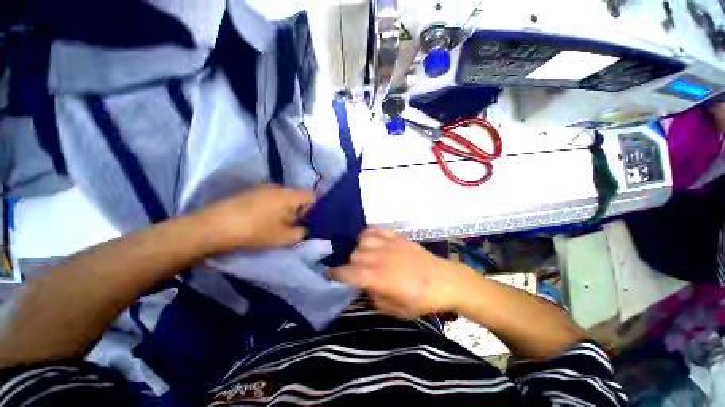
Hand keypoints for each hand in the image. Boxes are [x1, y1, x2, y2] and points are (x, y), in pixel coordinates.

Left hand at [196, 185, 315, 251]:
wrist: (214, 226)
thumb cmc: (255, 231)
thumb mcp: (284, 237)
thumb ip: (302, 232)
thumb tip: (306, 228)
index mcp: (290, 195)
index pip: (313, 196)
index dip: (317, 208)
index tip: (313, 221)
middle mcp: (279, 187)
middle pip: (298, 196)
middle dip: (301, 211)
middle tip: (295, 226)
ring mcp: (263, 188)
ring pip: (284, 197)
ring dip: (286, 210)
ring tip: (279, 224)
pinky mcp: (250, 192)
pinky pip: (271, 198)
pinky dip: (274, 207)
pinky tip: (263, 219)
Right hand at [330, 229, 471, 318]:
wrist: (444, 280)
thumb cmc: (420, 300)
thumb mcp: (395, 309)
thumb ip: (374, 297)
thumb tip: (365, 286)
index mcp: (375, 277)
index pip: (347, 272)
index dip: (336, 274)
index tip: (331, 276)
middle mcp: (378, 257)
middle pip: (353, 255)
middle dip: (350, 265)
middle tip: (356, 272)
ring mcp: (387, 244)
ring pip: (362, 241)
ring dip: (359, 249)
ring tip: (364, 256)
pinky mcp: (396, 237)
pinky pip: (376, 230)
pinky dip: (369, 234)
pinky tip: (371, 241)